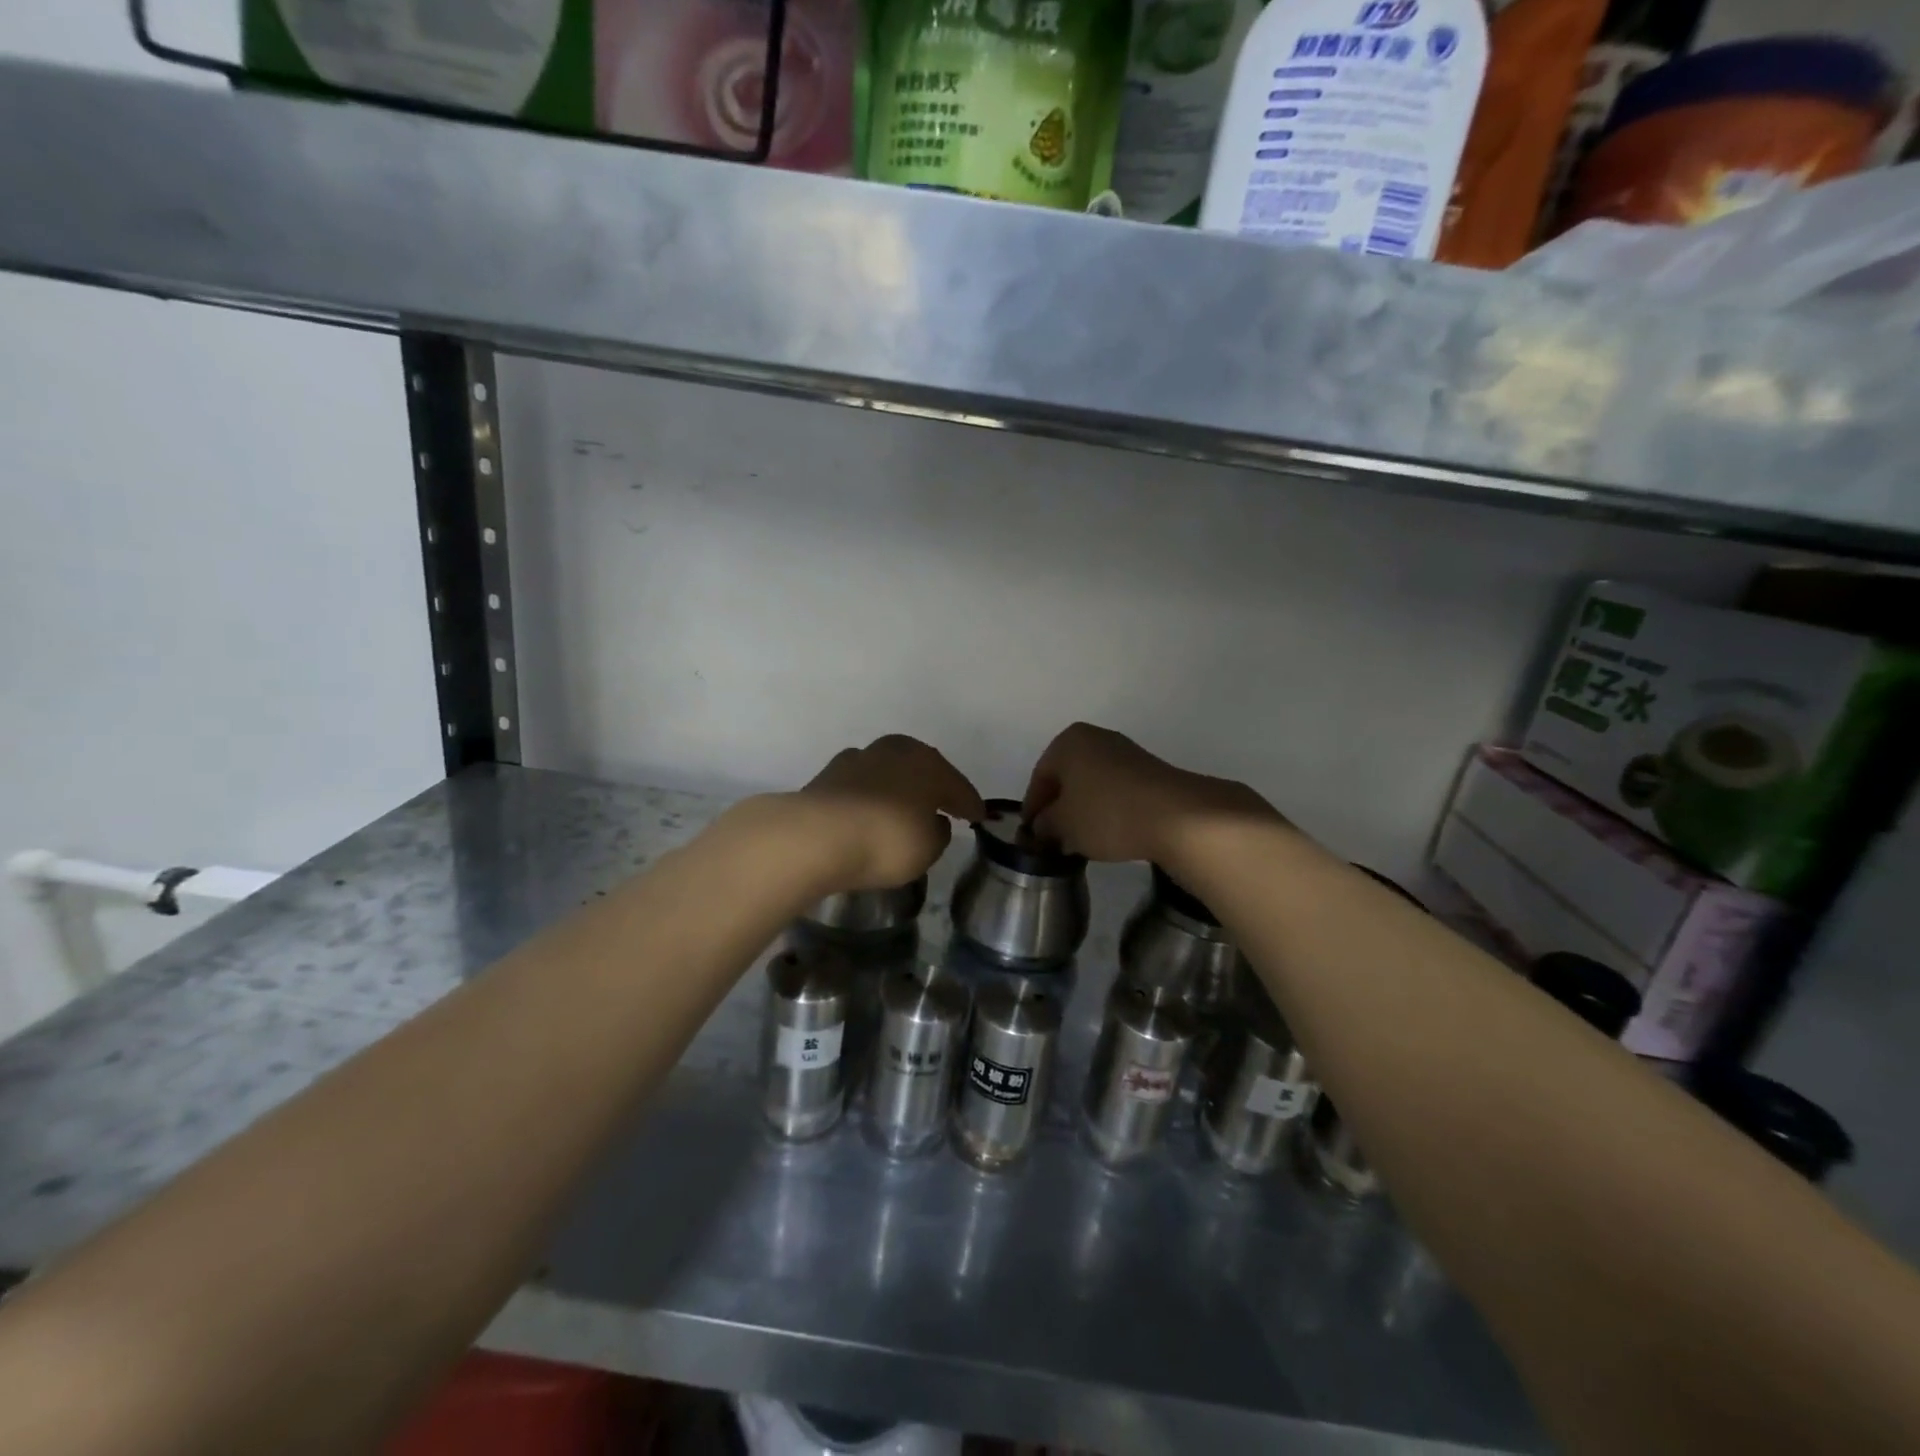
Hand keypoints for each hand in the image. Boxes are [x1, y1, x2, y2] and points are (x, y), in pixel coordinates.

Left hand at [794, 735, 984, 892]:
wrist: (815, 836)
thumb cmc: (886, 840)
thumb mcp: (928, 847)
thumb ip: (939, 832)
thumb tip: (935, 821)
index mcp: (928, 763)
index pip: (958, 786)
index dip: (970, 804)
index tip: (979, 817)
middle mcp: (896, 750)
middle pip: (923, 769)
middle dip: (934, 787)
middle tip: (944, 806)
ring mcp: (859, 758)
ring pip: (890, 772)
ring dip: (899, 787)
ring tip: (904, 808)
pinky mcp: (828, 774)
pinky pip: (863, 785)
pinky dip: (871, 795)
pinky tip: (871, 810)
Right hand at [1022, 723, 1278, 865]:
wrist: (1175, 816)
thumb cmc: (1106, 813)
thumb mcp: (1063, 825)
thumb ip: (1045, 825)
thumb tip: (1041, 827)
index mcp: (1068, 742)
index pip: (1039, 777)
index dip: (1032, 809)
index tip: (1030, 835)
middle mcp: (1096, 738)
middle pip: (1067, 777)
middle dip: (1059, 807)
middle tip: (1054, 838)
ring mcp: (1126, 752)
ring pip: (1092, 784)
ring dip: (1083, 810)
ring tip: (1081, 840)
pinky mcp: (1150, 772)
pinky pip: (1116, 790)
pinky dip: (1108, 810)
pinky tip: (1109, 833)